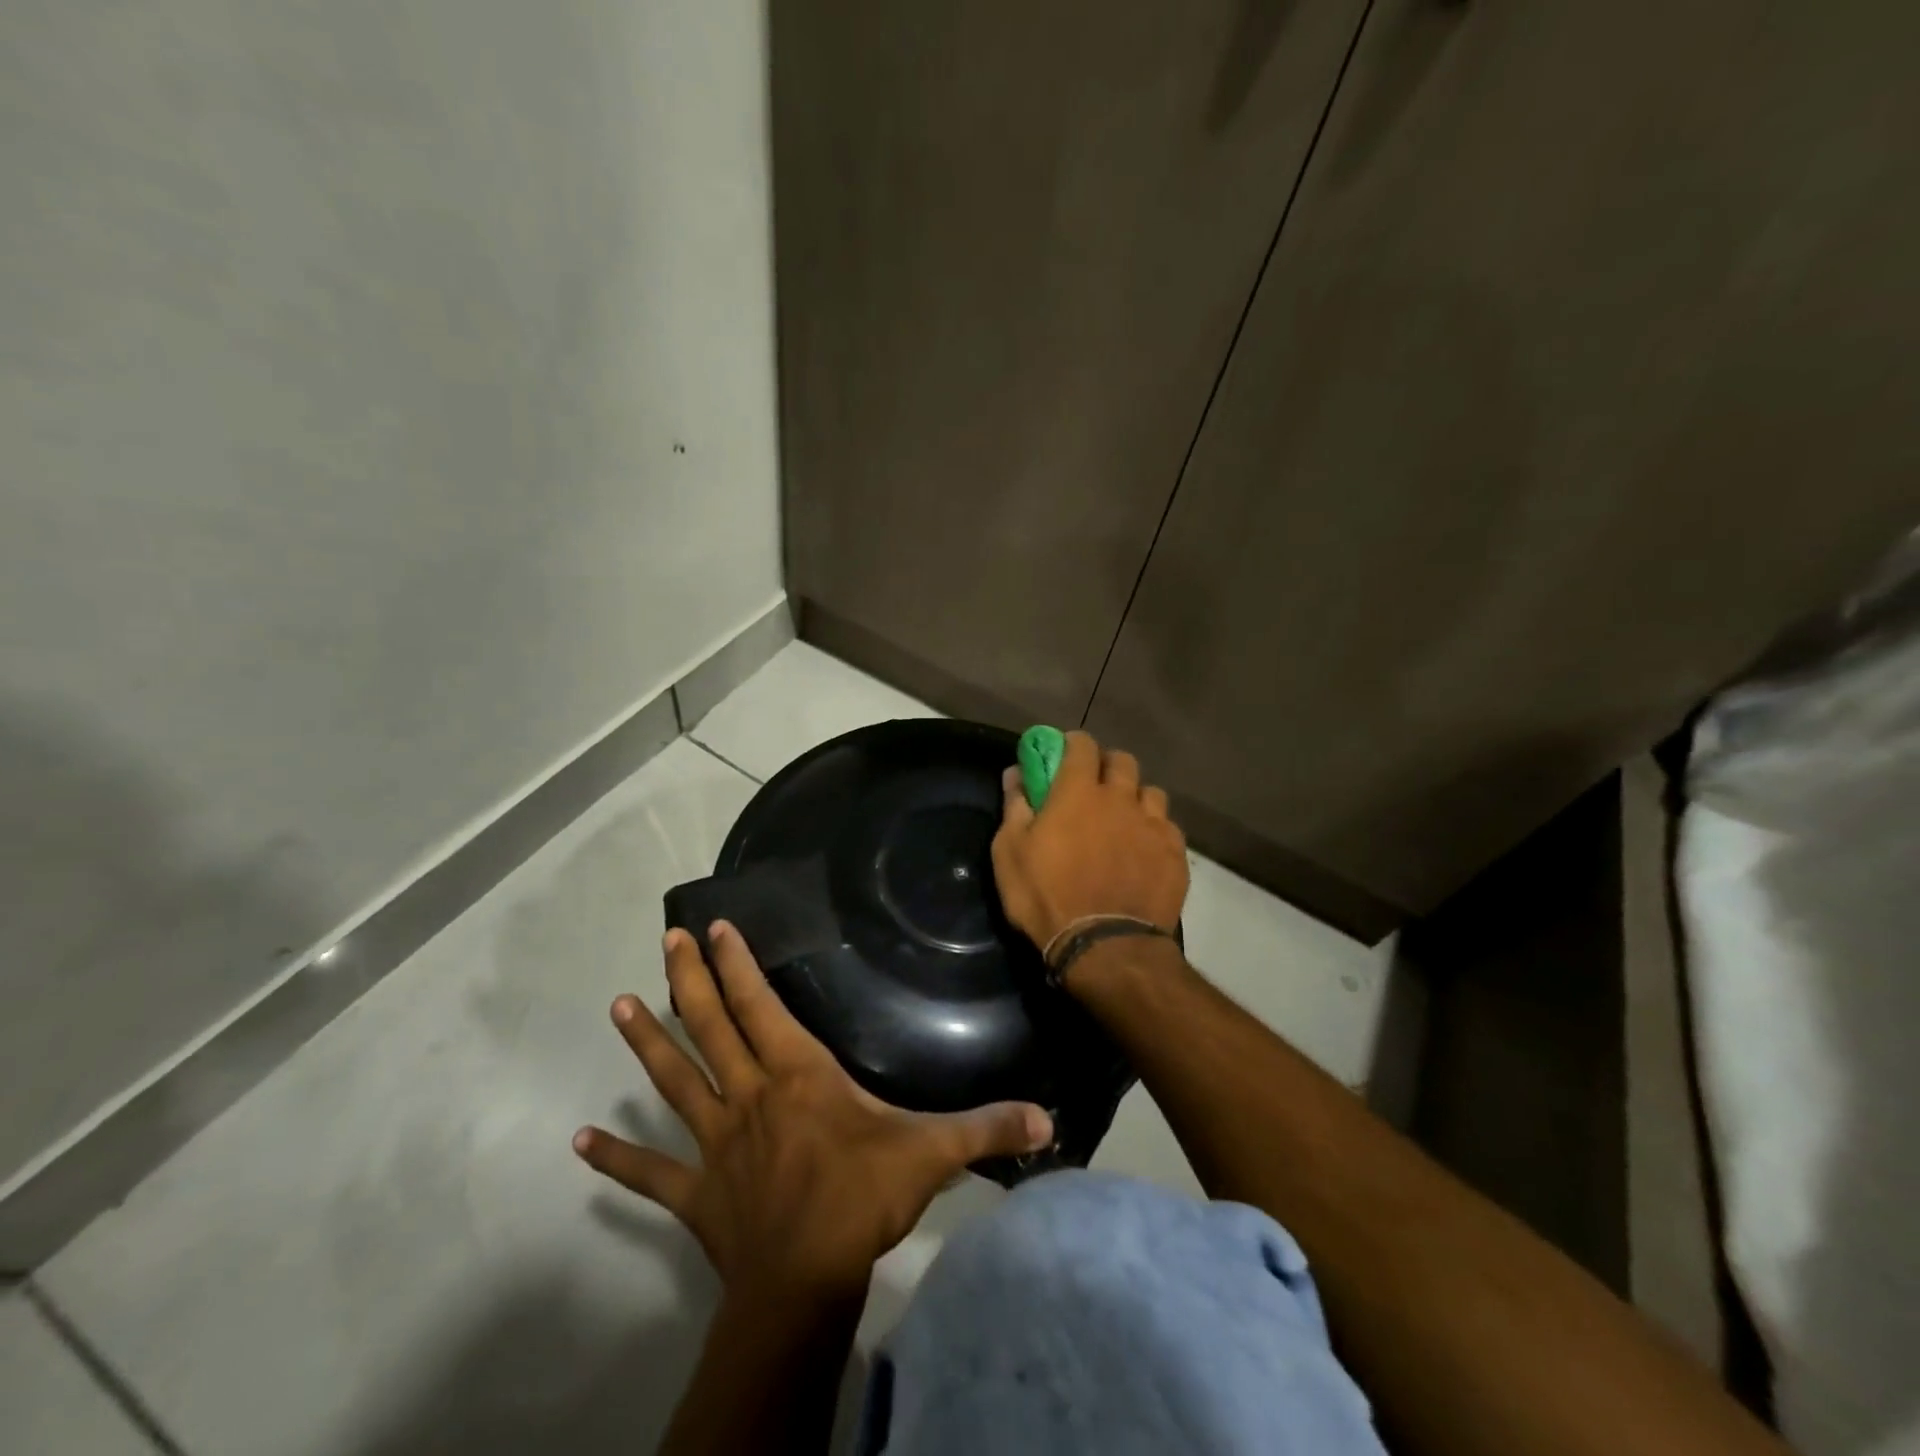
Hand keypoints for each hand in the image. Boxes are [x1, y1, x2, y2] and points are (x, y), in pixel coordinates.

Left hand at [574, 921, 1053, 1302]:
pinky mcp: (694, 1192)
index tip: (714, 926)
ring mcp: (714, 1142)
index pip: (760, 1005)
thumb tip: (1048, 1119)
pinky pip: (649, 1173)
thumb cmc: (862, 1199)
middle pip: (711, 1026)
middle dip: (688, 979)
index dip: (738, 964)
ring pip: (674, 1081)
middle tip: (665, 939)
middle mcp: (747, 1095)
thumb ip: (986, 1127)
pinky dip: (614, 1157)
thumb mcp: (931, 1153)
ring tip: (618, 1004)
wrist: (806, 1284)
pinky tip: (578, 1141)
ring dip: (647, 1042)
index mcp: (796, 1074)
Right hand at [992, 730, 1189, 954]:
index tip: (1062, 755)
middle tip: (1093, 788)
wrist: (1105, 947)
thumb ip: (1015, 806)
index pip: (1082, 744)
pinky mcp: (1175, 854)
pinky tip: (1144, 852)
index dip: (1072, 745)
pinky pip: (1168, 827)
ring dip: (1135, 798)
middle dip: (1107, 766)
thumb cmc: (1046, 897)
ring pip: (1151, 792)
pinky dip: (1154, 831)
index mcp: (1078, 791)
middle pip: (1122, 761)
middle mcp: (1120, 798)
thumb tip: (1016, 773)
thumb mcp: (1010, 853)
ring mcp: (1153, 825)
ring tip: (1123, 821)